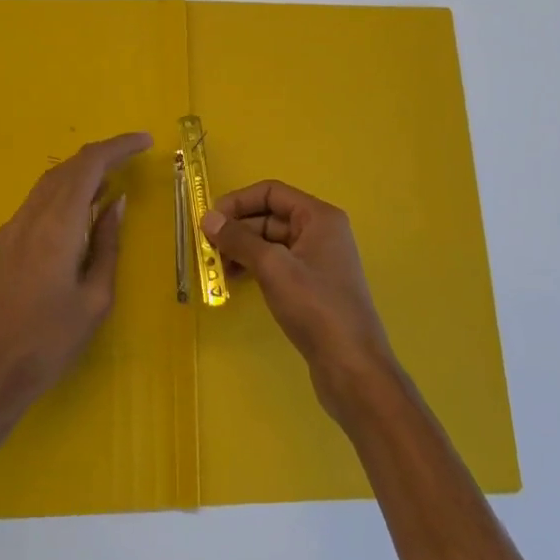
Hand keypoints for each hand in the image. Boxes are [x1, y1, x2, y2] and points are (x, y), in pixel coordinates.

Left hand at [0, 132, 152, 418]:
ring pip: (49, 184)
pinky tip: (76, 216)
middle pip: (67, 168)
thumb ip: (106, 244)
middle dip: (101, 156)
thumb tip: (116, 204)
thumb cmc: (49, 342)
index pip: (89, 165)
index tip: (145, 141)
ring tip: (109, 185)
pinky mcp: (0, 245)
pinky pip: (36, 204)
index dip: (118, 146)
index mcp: (57, 226)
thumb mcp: (95, 299)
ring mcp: (10, 229)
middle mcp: (30, 217)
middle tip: (132, 158)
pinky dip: (62, 196)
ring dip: (80, 175)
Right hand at [202, 181, 397, 421]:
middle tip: (207, 249)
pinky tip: (236, 282)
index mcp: (319, 217)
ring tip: (216, 269)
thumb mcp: (273, 268)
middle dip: (237, 229)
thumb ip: (239, 240)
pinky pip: (278, 264)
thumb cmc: (316, 307)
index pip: (272, 192)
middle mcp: (321, 232)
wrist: (353, 367)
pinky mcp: (312, 287)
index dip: (238, 202)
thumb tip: (208, 218)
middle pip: (270, 216)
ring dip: (243, 250)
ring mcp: (318, 260)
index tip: (209, 221)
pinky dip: (255, 268)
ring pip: (271, 242)